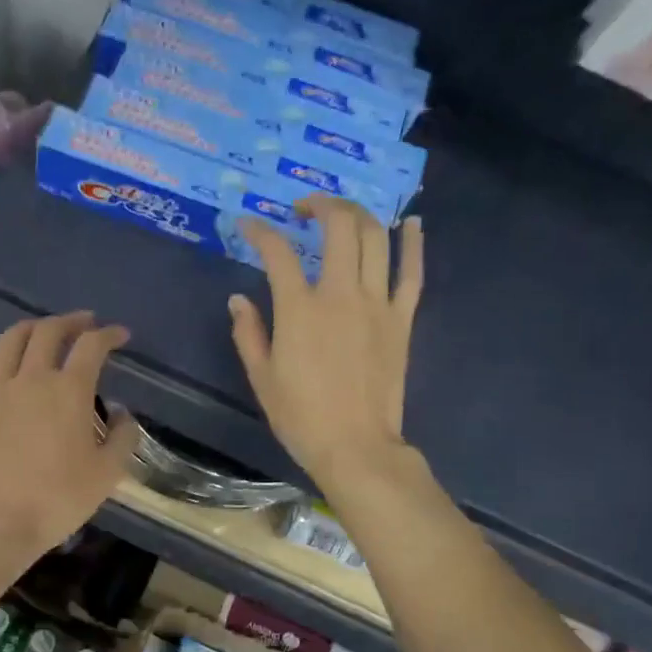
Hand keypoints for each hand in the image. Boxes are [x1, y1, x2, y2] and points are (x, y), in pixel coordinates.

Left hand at [0, 312, 139, 570]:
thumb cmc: (58, 500)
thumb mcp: (107, 474)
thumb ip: (122, 438)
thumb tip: (122, 415)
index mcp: (70, 391)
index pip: (93, 346)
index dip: (109, 335)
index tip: (120, 335)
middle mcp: (33, 378)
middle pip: (50, 332)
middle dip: (71, 321)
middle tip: (83, 324)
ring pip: (11, 340)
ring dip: (31, 327)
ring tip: (41, 329)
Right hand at [229, 196, 422, 494]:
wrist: (356, 446)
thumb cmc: (301, 417)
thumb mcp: (262, 378)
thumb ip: (248, 333)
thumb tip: (238, 299)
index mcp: (299, 310)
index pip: (278, 253)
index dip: (260, 232)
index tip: (249, 225)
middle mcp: (340, 294)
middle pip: (338, 227)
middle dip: (320, 205)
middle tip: (304, 209)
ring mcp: (377, 304)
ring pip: (375, 239)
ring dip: (359, 214)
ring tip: (344, 213)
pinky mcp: (401, 319)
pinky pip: (412, 272)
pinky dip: (413, 243)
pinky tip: (411, 223)